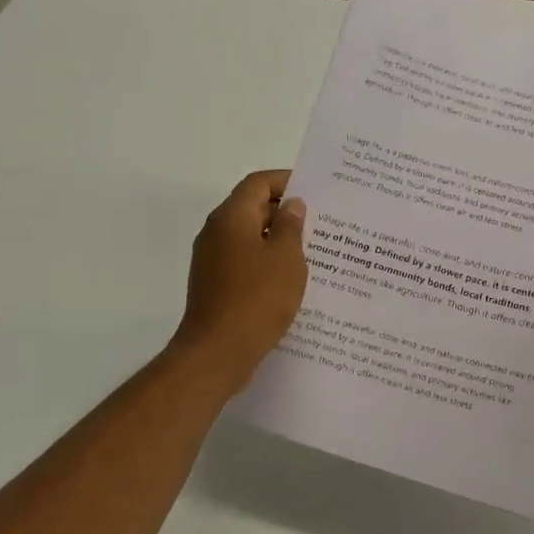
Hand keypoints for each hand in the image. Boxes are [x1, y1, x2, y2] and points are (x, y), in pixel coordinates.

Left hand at [170, 170, 308, 389]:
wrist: (217, 352)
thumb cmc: (257, 299)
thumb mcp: (286, 259)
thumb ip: (291, 226)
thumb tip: (292, 205)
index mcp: (231, 217)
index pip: (258, 183)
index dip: (286, 180)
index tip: (315, 190)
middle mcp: (216, 232)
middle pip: (252, 207)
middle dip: (286, 211)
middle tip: (321, 222)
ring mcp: (212, 260)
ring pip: (249, 236)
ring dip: (278, 239)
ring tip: (312, 250)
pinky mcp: (215, 284)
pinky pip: (244, 260)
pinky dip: (266, 261)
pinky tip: (290, 279)